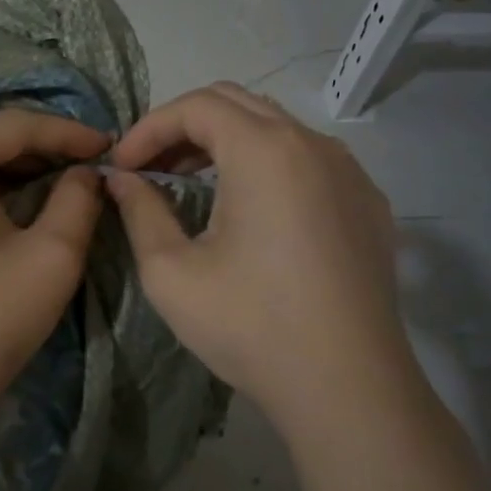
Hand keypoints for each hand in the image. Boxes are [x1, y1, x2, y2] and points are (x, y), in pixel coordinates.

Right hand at [106, 83, 413, 433]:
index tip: (121, 167)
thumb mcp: (172, 272)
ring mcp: (350, 172)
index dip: (149, 128)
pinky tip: (251, 211)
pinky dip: (267, 165)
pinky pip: (309, 160)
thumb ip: (140, 211)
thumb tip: (121, 180)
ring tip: (191, 183)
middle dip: (183, 127)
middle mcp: (313, 145)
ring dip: (225, 143)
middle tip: (149, 168)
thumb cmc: (250, 326)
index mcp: (265, 151)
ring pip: (276, 128)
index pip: (196, 105)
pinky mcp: (368, 203)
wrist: (348, 386)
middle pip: (237, 104)